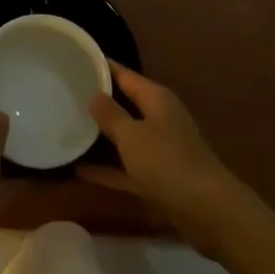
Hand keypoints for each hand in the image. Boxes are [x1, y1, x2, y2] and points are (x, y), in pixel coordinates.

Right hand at [79, 62, 251, 255]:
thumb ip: (110, 114)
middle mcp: (159, 117)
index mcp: (155, 98)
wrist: (209, 213)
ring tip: (69, 127)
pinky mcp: (160, 178)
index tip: (73, 61)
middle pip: (124, 103)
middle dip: (98, 101)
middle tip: (65, 94)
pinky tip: (80, 171)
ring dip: (102, 136)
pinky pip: (128, 167)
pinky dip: (108, 169)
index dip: (100, 67)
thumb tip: (94, 94)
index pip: (123, 74)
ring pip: (126, 136)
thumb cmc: (168, 163)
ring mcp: (161, 148)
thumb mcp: (132, 136)